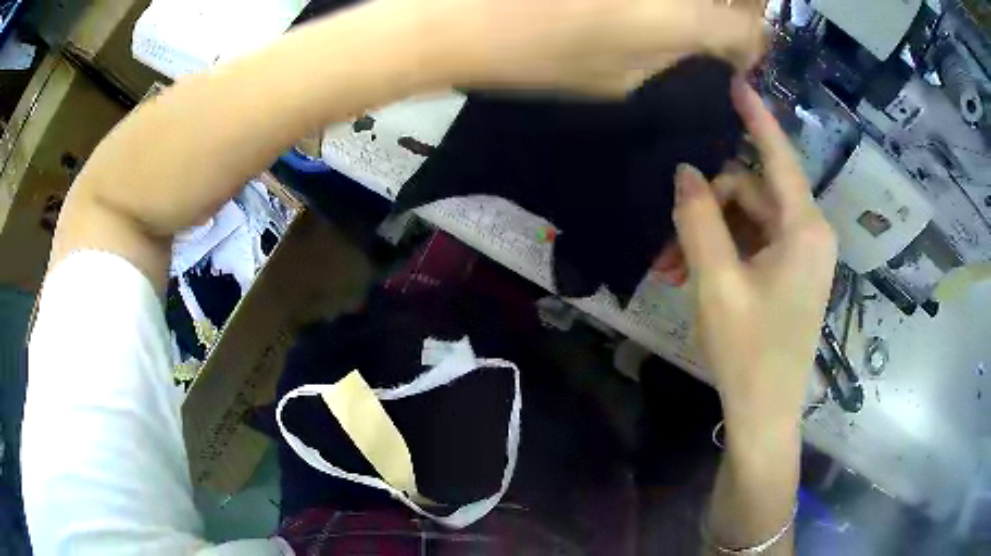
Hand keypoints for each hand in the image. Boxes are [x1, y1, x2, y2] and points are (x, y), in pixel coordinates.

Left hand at [408, 0, 766, 95]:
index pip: (750, 29)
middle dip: (741, 8)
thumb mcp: (617, 79)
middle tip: (721, 21)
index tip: (737, 54)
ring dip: (701, 2)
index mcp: (682, 17)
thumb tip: (703, 51)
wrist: (452, 12)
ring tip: (675, 15)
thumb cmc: (533, 55)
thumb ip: (671, 59)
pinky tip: (641, 7)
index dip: (751, 44)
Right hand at [669, 80, 836, 434]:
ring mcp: (801, 254)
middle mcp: (809, 232)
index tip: (734, 82)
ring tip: (670, 265)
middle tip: (665, 239)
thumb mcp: (717, 283)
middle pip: (752, 192)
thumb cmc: (748, 352)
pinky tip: (691, 272)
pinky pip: (753, 243)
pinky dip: (722, 251)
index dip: (755, 116)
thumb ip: (699, 219)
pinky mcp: (790, 272)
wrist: (765, 413)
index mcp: (804, 228)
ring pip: (748, 219)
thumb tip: (686, 171)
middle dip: (707, 206)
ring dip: (709, 234)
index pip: (778, 155)